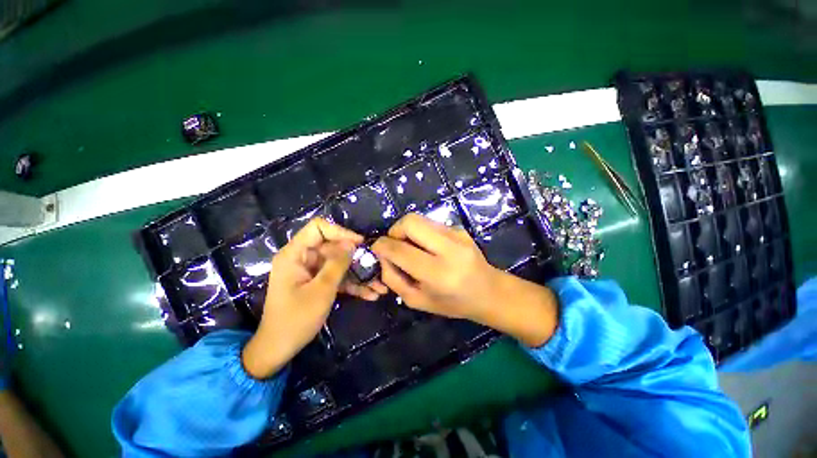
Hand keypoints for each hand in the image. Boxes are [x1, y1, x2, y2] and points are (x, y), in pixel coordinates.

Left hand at [242, 218, 385, 378]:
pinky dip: (352, 285)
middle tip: (377, 267)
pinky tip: (371, 294)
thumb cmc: (296, 318)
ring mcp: (311, 271)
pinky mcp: (318, 283)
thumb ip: (337, 264)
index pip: (318, 228)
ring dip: (359, 275)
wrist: (279, 349)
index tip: (360, 243)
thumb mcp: (321, 290)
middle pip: (334, 248)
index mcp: (295, 254)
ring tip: (380, 285)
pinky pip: (337, 277)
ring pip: (339, 264)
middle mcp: (303, 258)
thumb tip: (352, 243)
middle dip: (356, 259)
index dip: (340, 232)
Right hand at [371, 214, 558, 346]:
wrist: (489, 292)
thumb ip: (394, 278)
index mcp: (438, 273)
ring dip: (407, 230)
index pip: (400, 250)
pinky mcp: (460, 228)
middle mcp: (449, 249)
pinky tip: (428, 247)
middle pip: (410, 222)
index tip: (376, 248)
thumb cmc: (452, 303)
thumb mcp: (417, 301)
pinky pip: (430, 223)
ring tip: (411, 247)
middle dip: (394, 230)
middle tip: (394, 244)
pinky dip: (421, 232)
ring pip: (420, 218)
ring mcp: (457, 235)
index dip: (382, 246)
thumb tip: (382, 255)